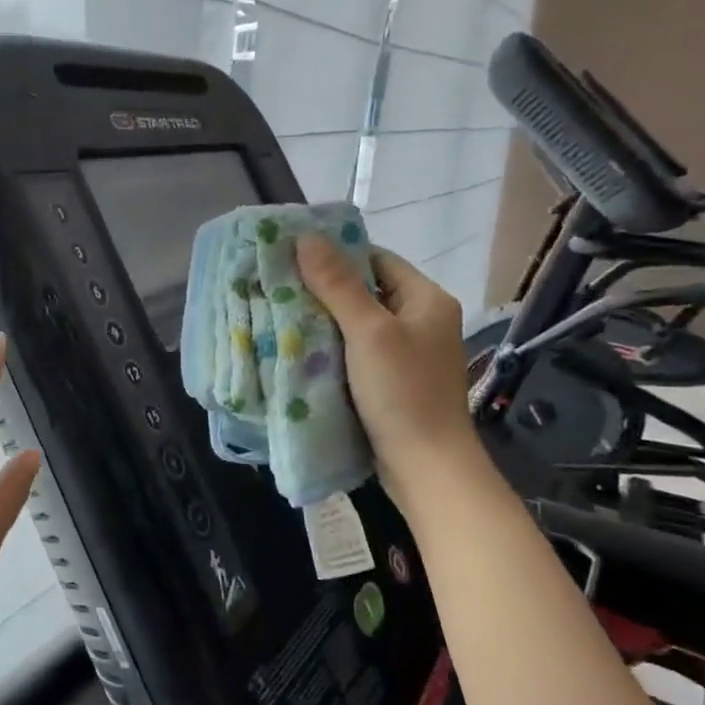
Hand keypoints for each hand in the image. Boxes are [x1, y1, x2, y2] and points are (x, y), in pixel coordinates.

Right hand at [296, 235, 479, 492]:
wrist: (425, 467)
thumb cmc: (403, 391)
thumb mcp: (368, 332)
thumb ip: (337, 284)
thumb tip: (306, 237)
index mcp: (426, 300)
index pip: (376, 259)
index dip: (336, 255)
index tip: (292, 257)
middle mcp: (420, 321)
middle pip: (365, 291)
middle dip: (323, 290)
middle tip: (278, 286)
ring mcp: (406, 354)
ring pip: (356, 324)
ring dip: (322, 321)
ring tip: (280, 315)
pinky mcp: (390, 382)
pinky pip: (355, 352)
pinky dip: (329, 348)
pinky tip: (299, 350)